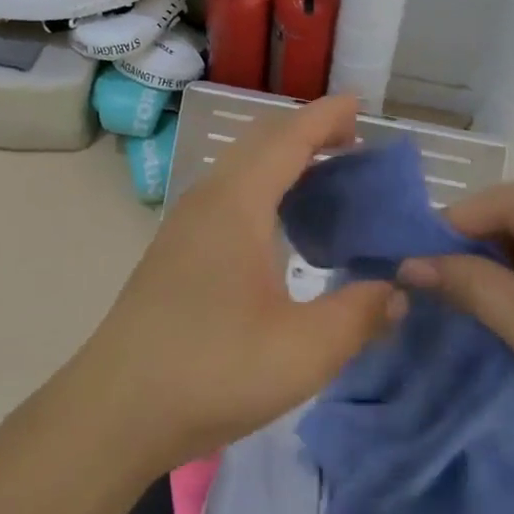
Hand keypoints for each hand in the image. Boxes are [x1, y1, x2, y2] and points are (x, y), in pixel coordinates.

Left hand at [71, 95, 404, 472]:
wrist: (115, 409)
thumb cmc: (212, 369)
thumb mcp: (303, 351)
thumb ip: (359, 315)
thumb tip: (397, 291)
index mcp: (238, 203)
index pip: (288, 138)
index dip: (326, 117)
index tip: (360, 104)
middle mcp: (209, 198)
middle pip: (261, 141)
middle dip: (307, 132)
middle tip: (353, 143)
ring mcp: (187, 222)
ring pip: (241, 166)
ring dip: (283, 159)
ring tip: (325, 177)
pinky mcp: (176, 247)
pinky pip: (229, 191)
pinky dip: (264, 185)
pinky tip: (281, 225)